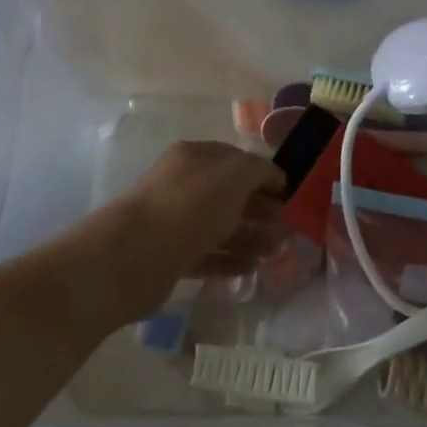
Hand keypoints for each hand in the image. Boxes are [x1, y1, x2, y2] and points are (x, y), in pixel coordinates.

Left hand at [106, 141, 286, 317]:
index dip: (265, 175)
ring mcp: (174, 221)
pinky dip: (229, 260)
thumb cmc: (190, 205)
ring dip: (250, 237)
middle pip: (229, 195)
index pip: (237, 160)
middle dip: (261, 209)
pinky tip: (251, 269)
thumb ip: (259, 170)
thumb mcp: (235, 175)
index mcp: (195, 157)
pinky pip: (206, 255)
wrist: (135, 255)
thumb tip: (274, 176)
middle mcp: (182, 184)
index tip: (291, 196)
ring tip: (276, 253)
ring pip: (219, 226)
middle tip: (288, 229)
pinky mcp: (169, 256)